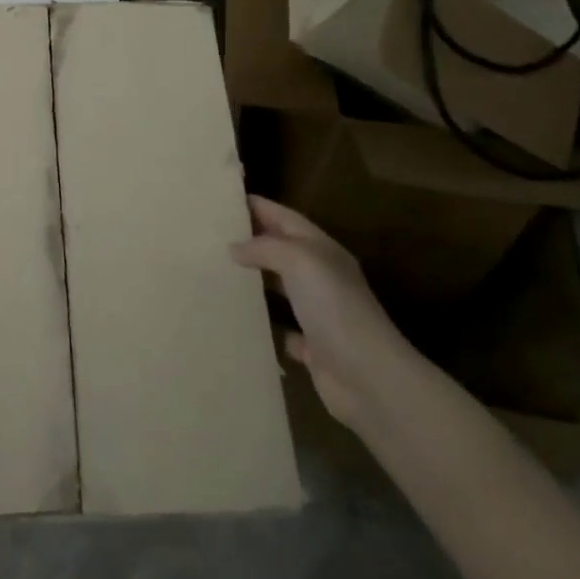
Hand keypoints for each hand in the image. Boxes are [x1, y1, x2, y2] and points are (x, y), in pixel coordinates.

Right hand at [230, 195, 407, 425]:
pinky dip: (265, 325)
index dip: (257, 206)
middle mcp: (321, 277)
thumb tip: (235, 247)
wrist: (369, 378)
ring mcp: (319, 313)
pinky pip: (283, 330)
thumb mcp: (300, 261)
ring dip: (254, 280)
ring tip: (216, 272)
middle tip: (210, 235)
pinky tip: (240, 320)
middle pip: (281, 250)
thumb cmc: (335, 308)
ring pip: (281, 288)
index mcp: (321, 250)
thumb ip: (265, 247)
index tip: (221, 200)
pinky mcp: (313, 348)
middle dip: (250, 240)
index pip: (284, 217)